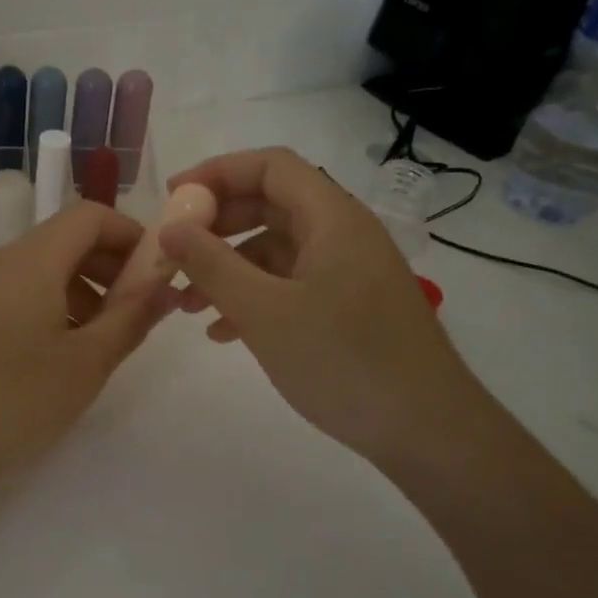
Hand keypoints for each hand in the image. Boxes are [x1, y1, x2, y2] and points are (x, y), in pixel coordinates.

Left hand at [0, 202, 172, 483]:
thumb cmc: (14, 400)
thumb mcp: (87, 362)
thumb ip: (132, 316)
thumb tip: (165, 283)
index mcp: (31, 260)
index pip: (90, 215)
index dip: (132, 234)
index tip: (158, 273)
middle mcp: (2, 260)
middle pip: (67, 238)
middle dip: (112, 264)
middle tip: (141, 309)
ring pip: (45, 266)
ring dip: (86, 287)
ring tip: (106, 336)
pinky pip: (22, 289)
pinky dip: (55, 302)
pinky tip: (65, 349)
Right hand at [159, 147, 488, 463]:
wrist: (427, 431)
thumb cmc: (343, 361)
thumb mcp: (264, 311)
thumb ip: (211, 264)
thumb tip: (170, 228)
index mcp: (332, 218)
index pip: (270, 167)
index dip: (217, 173)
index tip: (173, 199)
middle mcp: (343, 234)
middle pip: (271, 205)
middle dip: (218, 225)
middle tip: (175, 252)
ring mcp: (348, 272)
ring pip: (276, 250)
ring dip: (229, 267)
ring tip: (187, 303)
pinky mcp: (348, 308)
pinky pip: (290, 284)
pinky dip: (253, 297)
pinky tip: (223, 332)